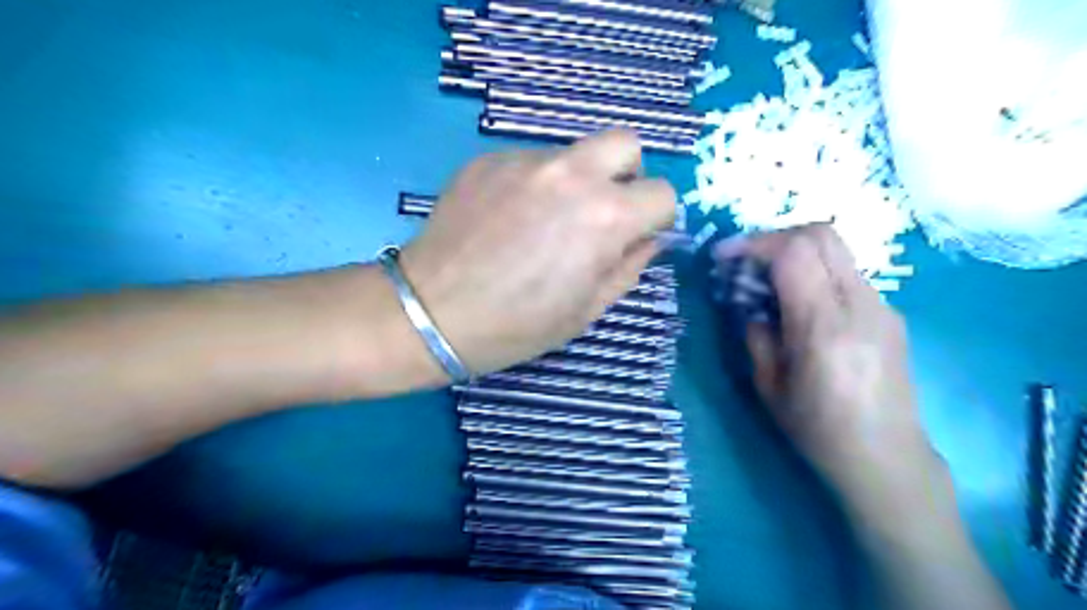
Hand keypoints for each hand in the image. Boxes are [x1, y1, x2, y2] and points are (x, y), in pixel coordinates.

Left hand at [399, 128, 677, 375]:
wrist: (432, 313)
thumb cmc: (517, 325)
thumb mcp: (587, 310)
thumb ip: (629, 268)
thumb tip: (649, 240)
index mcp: (605, 216)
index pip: (662, 192)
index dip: (655, 218)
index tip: (636, 236)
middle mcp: (571, 173)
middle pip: (626, 143)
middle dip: (626, 176)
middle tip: (601, 212)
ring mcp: (524, 160)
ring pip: (573, 153)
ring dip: (575, 181)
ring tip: (542, 222)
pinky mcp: (487, 159)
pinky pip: (529, 162)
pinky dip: (532, 184)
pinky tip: (507, 219)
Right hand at [716, 227, 942, 520]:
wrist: (886, 457)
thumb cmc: (818, 430)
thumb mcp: (768, 385)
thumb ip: (757, 334)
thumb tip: (752, 304)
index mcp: (824, 326)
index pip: (794, 252)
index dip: (753, 243)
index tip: (723, 256)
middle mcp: (860, 305)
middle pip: (821, 234)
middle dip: (775, 237)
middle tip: (746, 261)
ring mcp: (881, 306)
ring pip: (836, 249)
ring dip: (795, 253)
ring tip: (767, 282)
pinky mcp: (889, 313)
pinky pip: (846, 272)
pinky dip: (815, 271)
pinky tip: (799, 303)